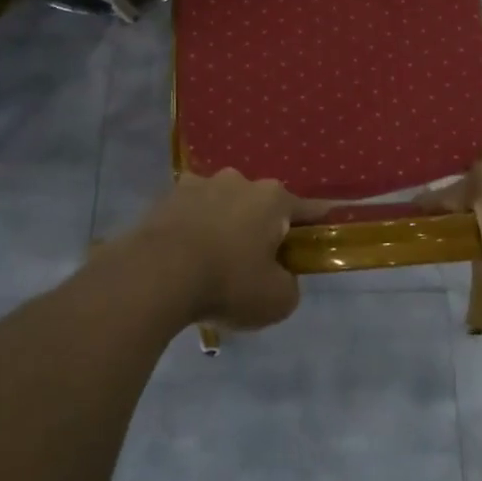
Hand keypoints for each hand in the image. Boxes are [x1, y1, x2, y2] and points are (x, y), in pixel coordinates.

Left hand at [126, 171, 326, 331]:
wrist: (156, 274)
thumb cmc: (228, 282)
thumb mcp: (277, 300)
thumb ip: (289, 285)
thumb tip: (281, 276)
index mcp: (272, 199)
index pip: (306, 208)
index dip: (317, 220)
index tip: (325, 224)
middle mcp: (238, 181)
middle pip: (259, 205)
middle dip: (260, 226)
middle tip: (255, 261)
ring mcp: (198, 185)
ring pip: (222, 205)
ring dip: (224, 224)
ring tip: (213, 260)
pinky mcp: (165, 198)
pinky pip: (189, 214)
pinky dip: (192, 229)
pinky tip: (185, 257)